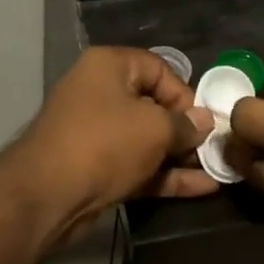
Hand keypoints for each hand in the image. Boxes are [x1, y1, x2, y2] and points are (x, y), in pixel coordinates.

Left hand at [12, 47, 217, 234]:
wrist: (47, 196)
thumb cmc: (104, 144)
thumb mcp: (154, 128)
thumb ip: (184, 125)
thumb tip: (204, 122)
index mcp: (108, 67)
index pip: (158, 69)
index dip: (184, 94)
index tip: (202, 121)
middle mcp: (100, 93)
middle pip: (152, 105)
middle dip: (185, 129)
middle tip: (213, 148)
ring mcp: (96, 134)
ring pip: (146, 140)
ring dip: (179, 155)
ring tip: (216, 169)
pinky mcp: (96, 168)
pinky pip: (138, 165)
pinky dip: (165, 175)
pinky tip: (202, 188)